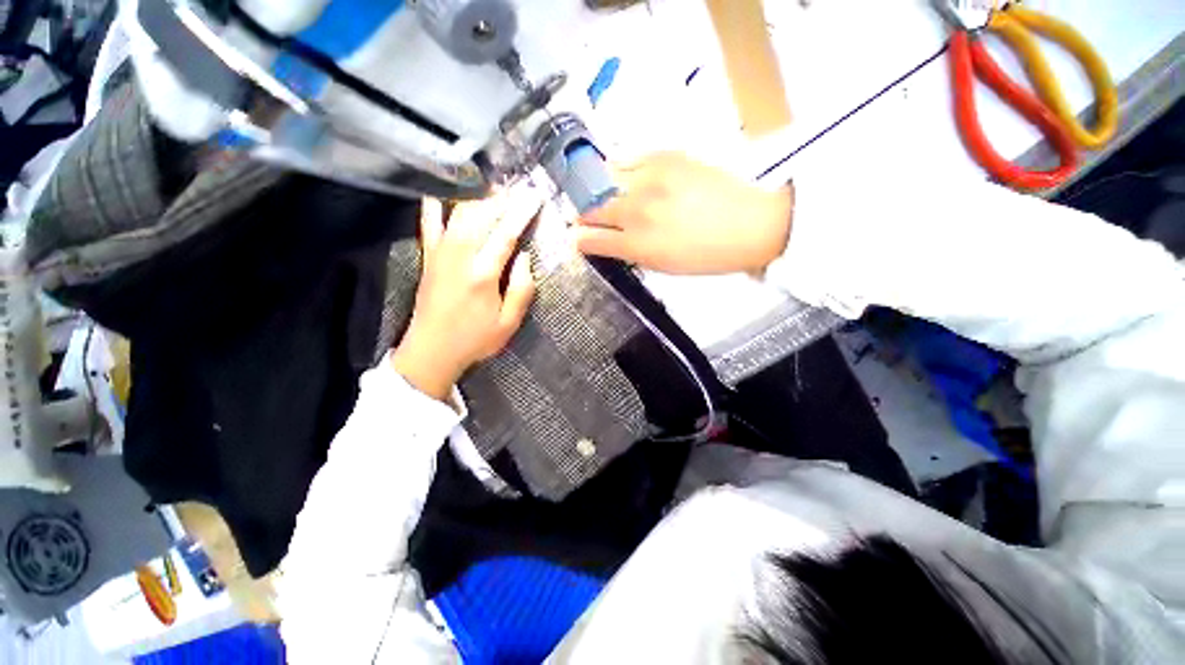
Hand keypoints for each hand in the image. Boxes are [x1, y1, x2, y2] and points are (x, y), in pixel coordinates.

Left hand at [392, 191, 539, 400]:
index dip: (522, 212)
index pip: (506, 232)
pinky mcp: (428, 257)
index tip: (535, 196)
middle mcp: (460, 256)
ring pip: (460, 214)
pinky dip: (435, 206)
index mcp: (484, 273)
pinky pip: (429, 223)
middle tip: (521, 190)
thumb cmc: (475, 340)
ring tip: (497, 191)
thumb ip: (521, 289)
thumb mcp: (509, 323)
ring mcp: (440, 253)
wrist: (431, 351)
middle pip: (483, 215)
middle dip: (504, 199)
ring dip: (480, 198)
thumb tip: (524, 257)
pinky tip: (441, 193)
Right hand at [573, 152, 793, 274]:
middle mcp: (636, 210)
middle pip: (591, 208)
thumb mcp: (663, 266)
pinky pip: (627, 158)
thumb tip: (607, 241)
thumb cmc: (706, 255)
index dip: (580, 239)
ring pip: (603, 179)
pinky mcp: (665, 155)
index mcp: (636, 245)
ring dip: (598, 189)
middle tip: (586, 216)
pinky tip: (627, 176)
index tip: (578, 237)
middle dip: (583, 214)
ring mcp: (649, 179)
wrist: (750, 224)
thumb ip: (629, 252)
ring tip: (604, 193)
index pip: (591, 240)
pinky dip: (621, 169)